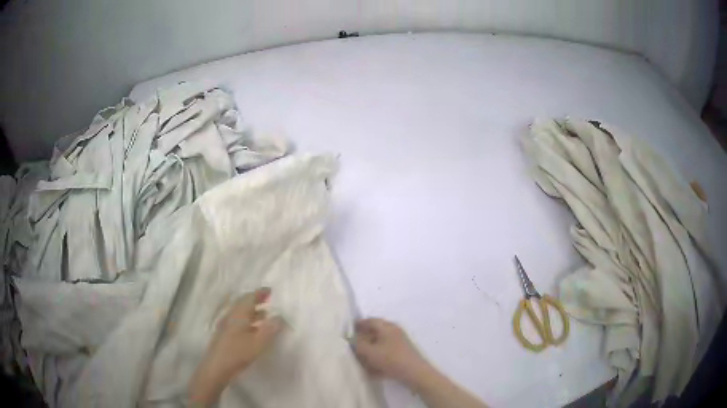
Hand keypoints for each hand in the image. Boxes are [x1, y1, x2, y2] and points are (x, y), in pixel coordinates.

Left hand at [189, 288, 282, 405]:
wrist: (216, 367)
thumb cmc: (237, 353)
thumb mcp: (258, 343)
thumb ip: (270, 329)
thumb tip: (280, 316)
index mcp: (238, 314)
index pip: (249, 298)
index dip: (260, 293)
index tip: (271, 291)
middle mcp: (230, 316)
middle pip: (243, 303)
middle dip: (255, 301)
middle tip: (268, 301)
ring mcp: (225, 325)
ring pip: (240, 313)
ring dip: (252, 312)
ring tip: (265, 316)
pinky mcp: (224, 335)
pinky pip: (237, 321)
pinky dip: (247, 321)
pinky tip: (253, 331)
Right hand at [352, 318, 429, 385]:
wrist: (414, 373)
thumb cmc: (391, 359)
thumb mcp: (370, 352)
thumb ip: (358, 344)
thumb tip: (352, 339)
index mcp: (387, 327)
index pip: (370, 321)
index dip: (359, 324)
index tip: (349, 329)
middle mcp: (394, 332)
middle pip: (376, 333)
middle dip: (364, 339)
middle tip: (353, 345)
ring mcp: (400, 343)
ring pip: (381, 344)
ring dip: (371, 350)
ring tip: (361, 359)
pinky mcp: (402, 355)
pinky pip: (386, 354)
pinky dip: (378, 359)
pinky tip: (372, 370)